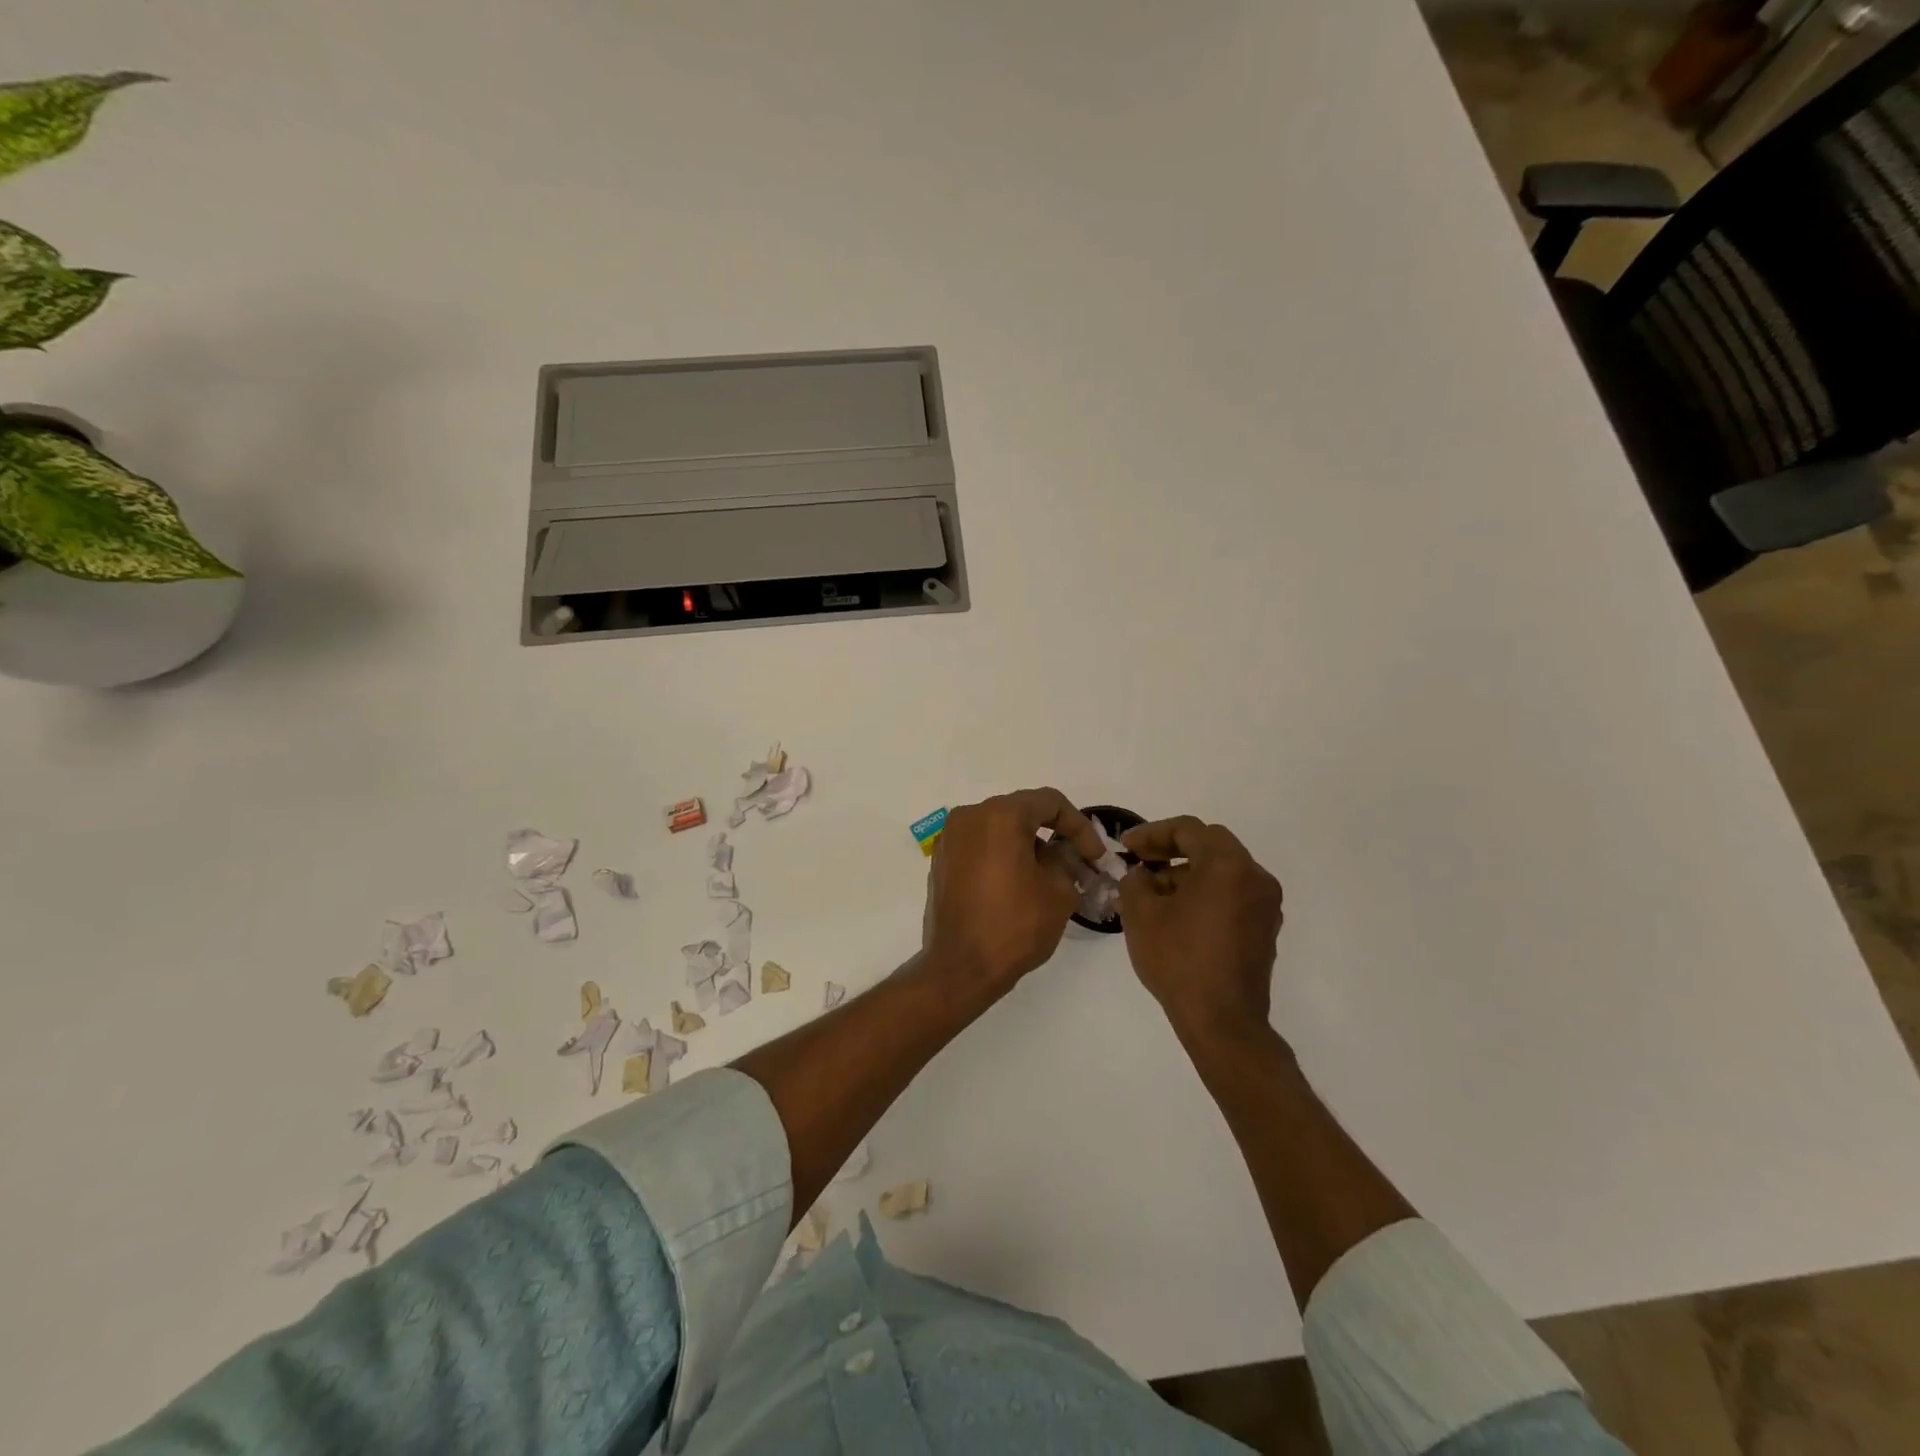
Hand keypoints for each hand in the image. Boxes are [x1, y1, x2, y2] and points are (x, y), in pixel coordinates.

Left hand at [921, 788, 1105, 995]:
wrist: (959, 968)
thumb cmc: (1014, 925)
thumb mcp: (1058, 891)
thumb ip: (1067, 860)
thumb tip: (1064, 853)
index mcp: (999, 815)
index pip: (1050, 802)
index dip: (1080, 826)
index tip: (1096, 856)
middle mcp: (969, 816)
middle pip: (1022, 812)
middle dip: (1054, 834)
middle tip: (1079, 863)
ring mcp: (950, 839)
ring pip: (1000, 829)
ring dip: (1028, 846)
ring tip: (1051, 877)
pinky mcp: (941, 862)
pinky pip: (980, 847)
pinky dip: (1003, 856)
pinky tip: (1020, 884)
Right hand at [1118, 817, 1284, 1043]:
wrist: (1222, 1020)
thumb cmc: (1179, 960)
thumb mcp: (1140, 914)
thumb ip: (1135, 880)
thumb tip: (1142, 875)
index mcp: (1227, 865)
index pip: (1188, 830)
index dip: (1152, 833)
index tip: (1126, 847)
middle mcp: (1254, 877)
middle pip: (1211, 845)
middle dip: (1172, 849)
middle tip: (1142, 861)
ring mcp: (1265, 904)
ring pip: (1223, 870)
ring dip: (1189, 872)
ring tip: (1154, 893)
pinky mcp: (1265, 929)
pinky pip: (1233, 894)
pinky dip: (1206, 892)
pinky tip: (1178, 914)